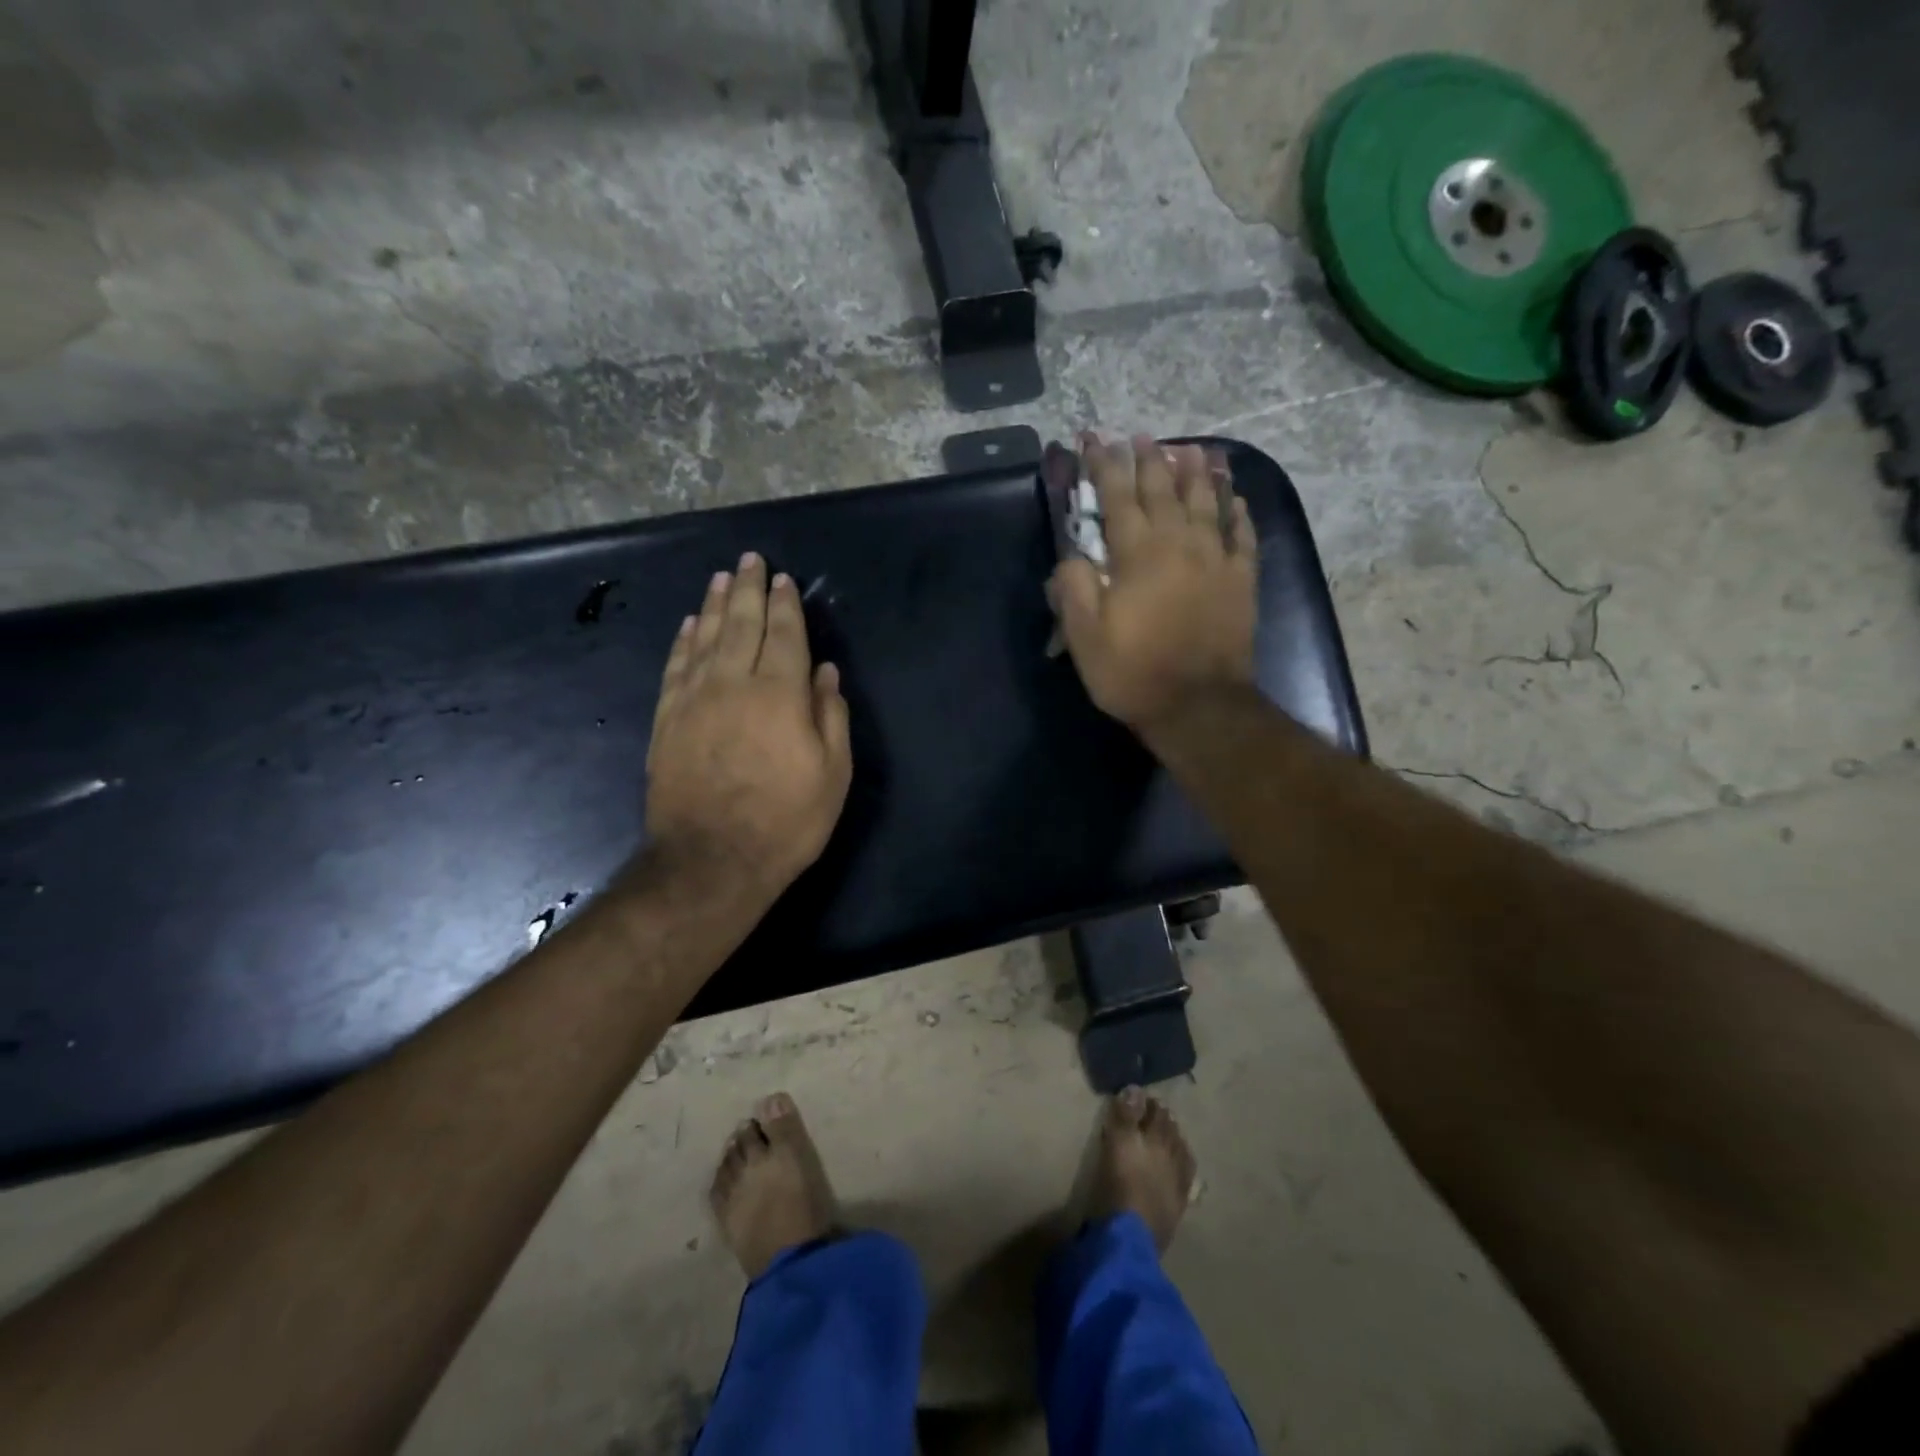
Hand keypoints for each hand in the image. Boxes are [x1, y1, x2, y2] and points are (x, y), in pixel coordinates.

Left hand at [644, 553, 852, 903]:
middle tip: (750, 560)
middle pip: (741, 624)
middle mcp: (734, 683)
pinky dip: (684, 641)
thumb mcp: (832, 774)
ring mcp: (694, 699)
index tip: (783, 579)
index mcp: (780, 694)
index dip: (785, 604)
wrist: (711, 860)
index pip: (784, 635)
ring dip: (713, 604)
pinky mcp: (667, 719)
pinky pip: (676, 666)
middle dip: (747, 589)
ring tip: (720, 578)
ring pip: (704, 637)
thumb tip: (826, 672)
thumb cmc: (786, 820)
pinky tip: (689, 625)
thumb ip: (831, 716)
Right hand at [1051, 432, 1257, 735]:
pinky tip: (1234, 497)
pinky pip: (1242, 534)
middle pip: (1164, 489)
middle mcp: (1179, 543)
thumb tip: (1072, 555)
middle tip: (1143, 436)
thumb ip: (1074, 587)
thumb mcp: (1084, 635)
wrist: (1198, 706)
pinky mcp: (1241, 580)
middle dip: (1150, 459)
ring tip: (1192, 448)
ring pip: (1207, 501)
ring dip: (1197, 472)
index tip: (1096, 440)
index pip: (1116, 496)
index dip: (1104, 466)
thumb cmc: (1133, 672)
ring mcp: (1216, 559)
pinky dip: (1237, 511)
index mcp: (1137, 553)